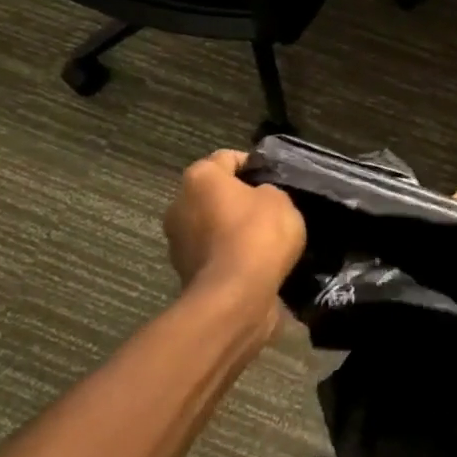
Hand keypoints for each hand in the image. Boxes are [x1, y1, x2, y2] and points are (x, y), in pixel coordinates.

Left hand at [163, 149, 305, 342]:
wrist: (235, 297)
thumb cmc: (257, 234)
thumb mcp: (280, 199)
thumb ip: (267, 191)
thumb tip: (258, 199)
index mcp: (199, 177)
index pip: (227, 158)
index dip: (253, 165)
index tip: (273, 178)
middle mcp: (179, 204)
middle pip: (213, 193)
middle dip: (238, 198)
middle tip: (269, 208)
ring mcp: (177, 241)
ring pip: (210, 224)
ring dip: (230, 228)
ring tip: (264, 239)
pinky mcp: (183, 272)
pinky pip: (212, 253)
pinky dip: (229, 254)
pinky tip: (254, 263)